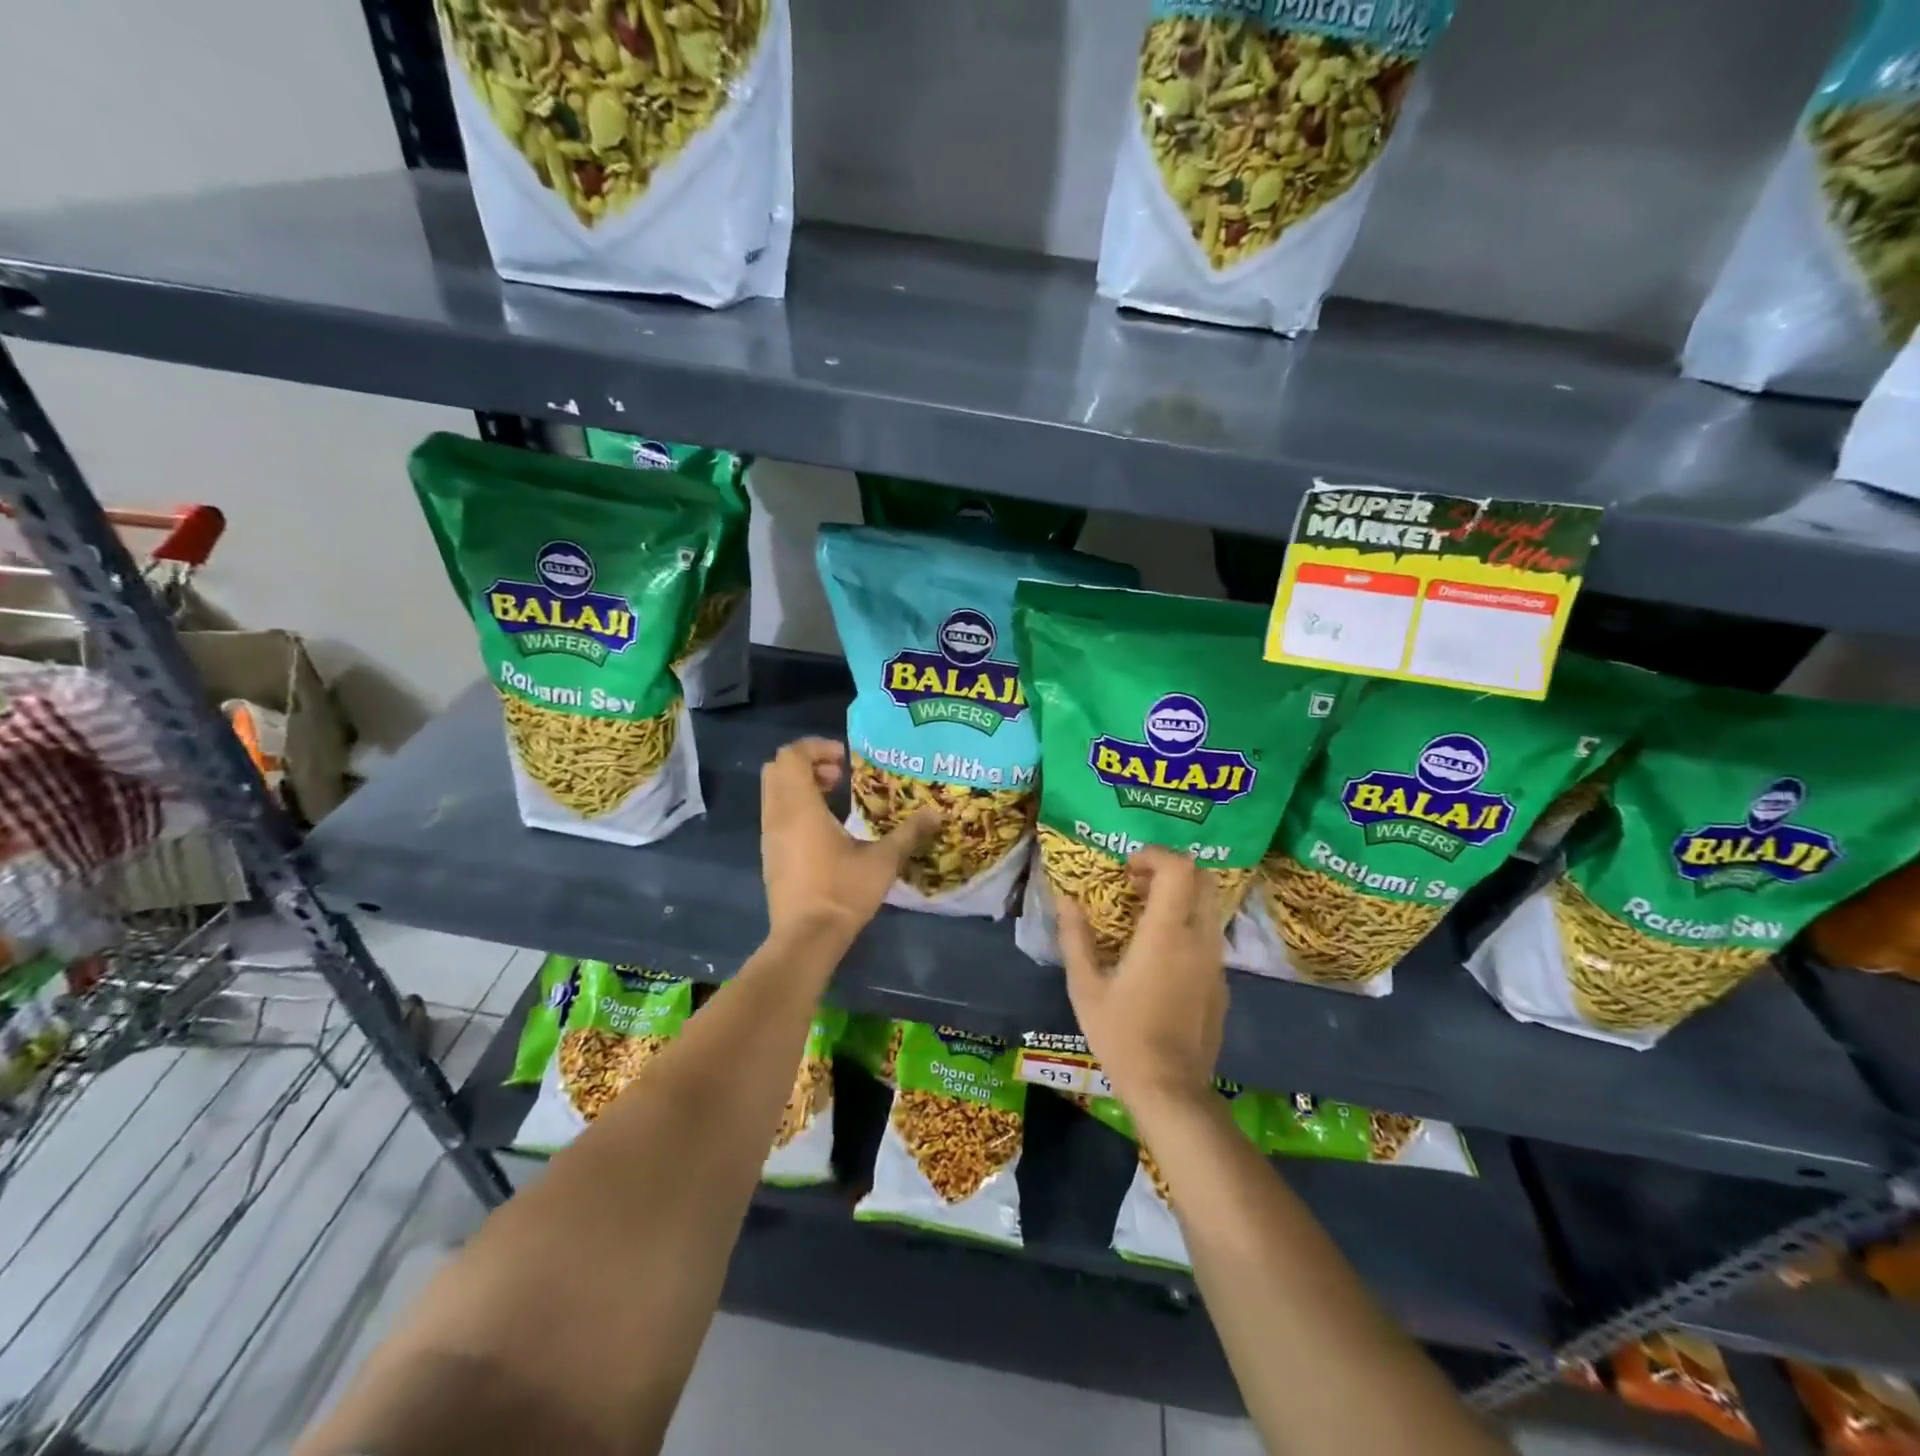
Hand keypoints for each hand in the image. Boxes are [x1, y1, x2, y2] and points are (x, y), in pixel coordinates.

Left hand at [761, 738, 937, 943]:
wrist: (805, 939)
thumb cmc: (842, 892)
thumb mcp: (883, 861)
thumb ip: (908, 833)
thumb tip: (936, 813)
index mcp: (800, 807)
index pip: (791, 755)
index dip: (817, 748)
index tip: (846, 760)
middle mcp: (777, 815)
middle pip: (777, 769)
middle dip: (807, 763)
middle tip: (840, 775)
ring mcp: (769, 836)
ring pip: (774, 792)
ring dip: (801, 785)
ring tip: (836, 799)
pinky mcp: (770, 855)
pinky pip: (776, 814)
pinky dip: (796, 807)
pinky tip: (826, 829)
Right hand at [1056, 846, 1227, 1109]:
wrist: (1170, 1091)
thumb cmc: (1122, 1036)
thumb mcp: (1085, 987)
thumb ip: (1075, 938)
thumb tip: (1066, 900)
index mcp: (1166, 935)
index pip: (1179, 869)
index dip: (1154, 855)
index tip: (1127, 867)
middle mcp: (1199, 940)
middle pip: (1203, 879)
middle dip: (1171, 870)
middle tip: (1136, 883)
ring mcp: (1215, 963)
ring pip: (1209, 907)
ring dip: (1180, 897)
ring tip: (1144, 915)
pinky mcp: (1221, 985)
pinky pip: (1209, 937)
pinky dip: (1187, 926)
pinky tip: (1159, 955)